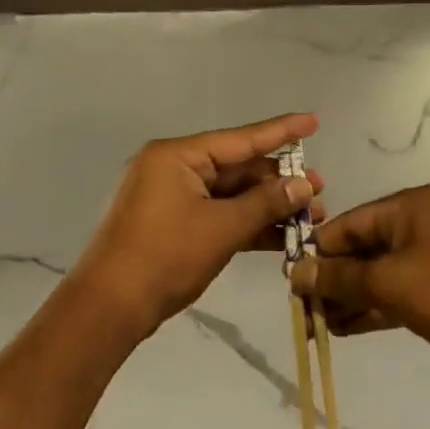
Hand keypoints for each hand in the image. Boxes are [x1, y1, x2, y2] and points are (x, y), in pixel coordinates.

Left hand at [73, 114, 326, 336]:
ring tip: (311, 216)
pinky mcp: (172, 226)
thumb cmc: (165, 256)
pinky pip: (216, 216)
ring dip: (267, 207)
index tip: (313, 121)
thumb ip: (265, 203)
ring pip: (229, 196)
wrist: (109, 307)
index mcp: (177, 156)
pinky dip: (245, 225)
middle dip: (279, 182)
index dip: (281, 131)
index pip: (240, 139)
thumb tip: (303, 185)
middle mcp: (172, 169)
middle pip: (236, 168)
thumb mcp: (221, 227)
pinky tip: (281, 236)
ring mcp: (170, 199)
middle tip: (320, 190)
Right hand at [289, 185, 429, 375]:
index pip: (348, 224)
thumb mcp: (390, 282)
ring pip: (377, 275)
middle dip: (332, 280)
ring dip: (348, 298)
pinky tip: (343, 330)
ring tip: (317, 327)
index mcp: (408, 207)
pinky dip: (372, 308)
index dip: (317, 253)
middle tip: (303, 311)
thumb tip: (295, 272)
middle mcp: (419, 225)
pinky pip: (396, 292)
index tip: (291, 282)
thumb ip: (340, 277)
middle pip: (361, 250)